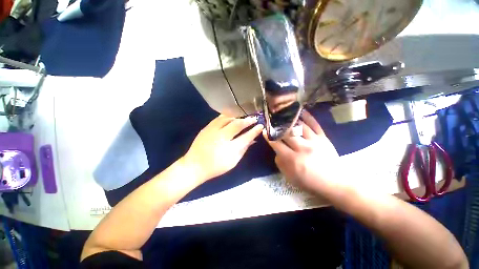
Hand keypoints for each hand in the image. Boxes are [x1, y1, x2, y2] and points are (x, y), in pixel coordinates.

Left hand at [182, 115, 262, 181]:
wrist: (194, 166)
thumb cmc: (216, 167)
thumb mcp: (233, 161)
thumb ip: (243, 149)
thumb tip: (252, 140)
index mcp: (230, 149)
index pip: (246, 137)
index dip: (255, 131)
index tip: (260, 126)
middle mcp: (222, 137)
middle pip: (237, 124)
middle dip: (248, 120)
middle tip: (254, 118)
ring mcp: (213, 131)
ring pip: (228, 118)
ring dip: (238, 117)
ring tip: (243, 117)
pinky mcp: (206, 128)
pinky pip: (219, 118)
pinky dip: (227, 116)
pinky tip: (231, 117)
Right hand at [264, 110, 340, 192]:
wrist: (334, 183)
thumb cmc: (309, 182)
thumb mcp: (290, 177)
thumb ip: (280, 163)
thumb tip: (277, 151)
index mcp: (292, 159)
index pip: (276, 144)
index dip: (269, 136)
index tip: (265, 131)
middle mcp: (302, 148)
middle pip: (286, 133)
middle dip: (278, 126)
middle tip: (272, 121)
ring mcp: (314, 141)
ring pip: (299, 126)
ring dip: (290, 119)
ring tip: (284, 113)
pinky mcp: (323, 138)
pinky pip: (315, 125)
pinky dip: (308, 117)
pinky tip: (301, 111)